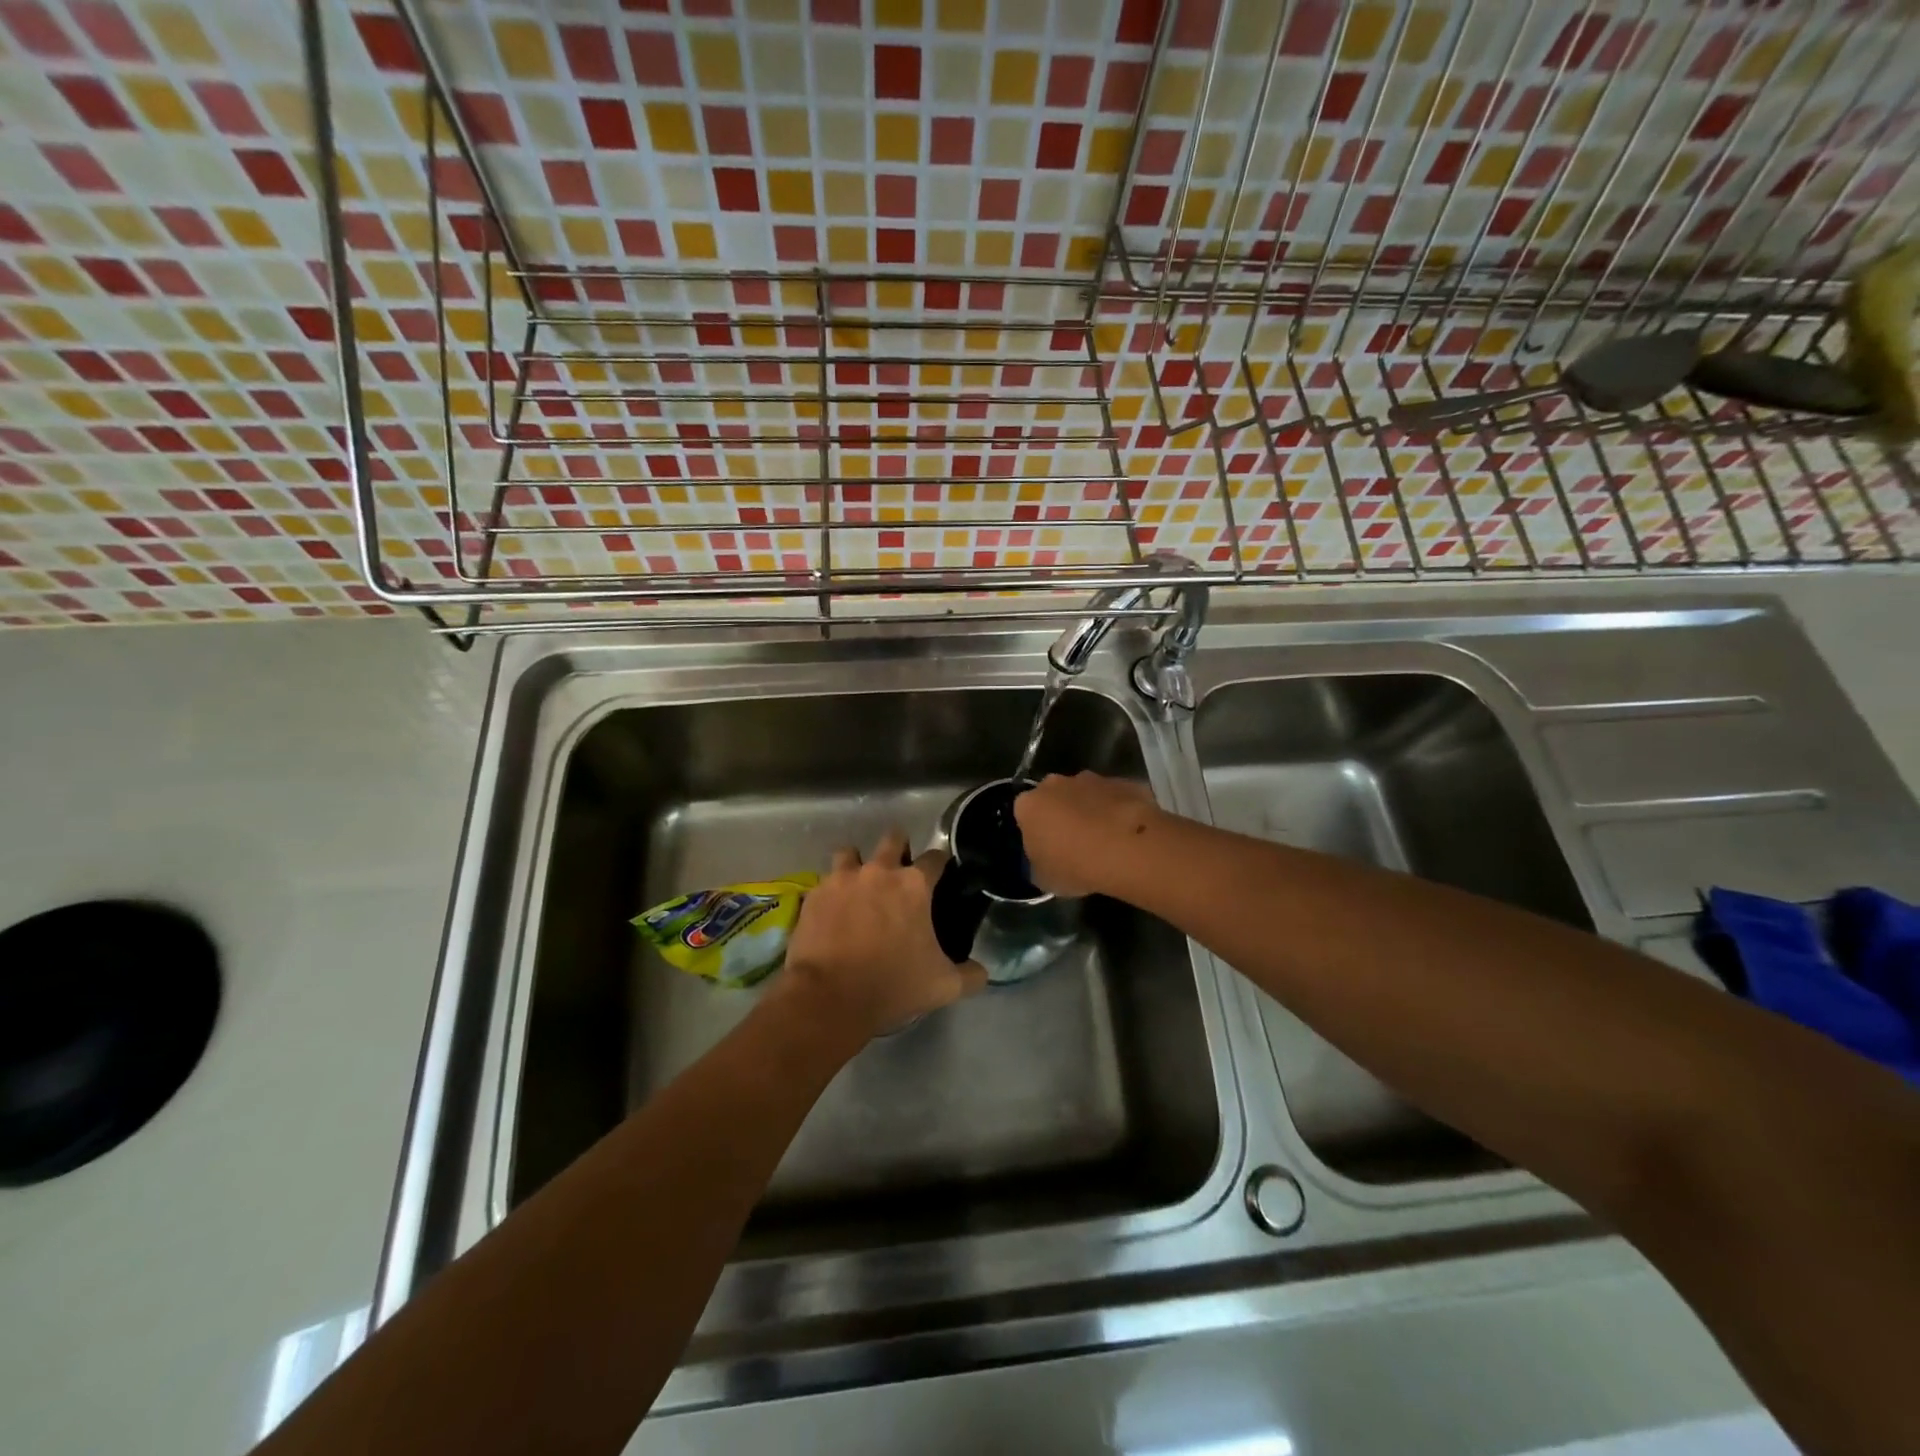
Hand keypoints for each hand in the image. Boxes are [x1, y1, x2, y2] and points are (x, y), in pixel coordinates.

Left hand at [776, 832, 987, 1042]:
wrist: (829, 997)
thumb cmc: (892, 985)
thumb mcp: (943, 986)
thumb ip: (970, 975)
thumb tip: (982, 973)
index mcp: (914, 885)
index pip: (935, 857)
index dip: (940, 864)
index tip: (940, 874)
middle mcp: (879, 871)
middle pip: (892, 839)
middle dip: (899, 848)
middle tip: (899, 871)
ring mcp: (842, 879)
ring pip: (851, 852)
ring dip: (858, 863)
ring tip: (860, 884)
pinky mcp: (815, 894)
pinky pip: (825, 881)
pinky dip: (832, 890)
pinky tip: (834, 910)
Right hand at [1014, 772, 1162, 897]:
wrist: (1128, 849)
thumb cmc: (1075, 866)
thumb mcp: (1044, 878)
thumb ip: (1038, 863)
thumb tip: (1044, 860)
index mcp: (1029, 805)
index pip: (1024, 814)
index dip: (1035, 831)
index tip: (1047, 849)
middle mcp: (1056, 784)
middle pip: (1054, 797)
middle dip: (1062, 814)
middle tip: (1074, 843)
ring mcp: (1091, 779)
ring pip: (1085, 794)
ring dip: (1091, 811)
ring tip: (1105, 841)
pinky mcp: (1122, 782)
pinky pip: (1114, 798)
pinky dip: (1118, 811)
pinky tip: (1127, 836)